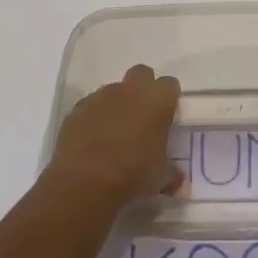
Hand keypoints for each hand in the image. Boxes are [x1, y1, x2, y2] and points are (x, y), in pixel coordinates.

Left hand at [46, 64, 183, 203]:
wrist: (85, 179)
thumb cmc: (133, 172)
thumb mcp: (160, 177)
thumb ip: (171, 174)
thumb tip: (179, 183)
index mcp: (157, 99)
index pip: (170, 85)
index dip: (168, 99)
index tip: (167, 116)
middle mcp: (130, 89)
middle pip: (141, 74)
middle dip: (143, 89)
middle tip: (142, 116)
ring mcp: (102, 95)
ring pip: (114, 90)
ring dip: (117, 104)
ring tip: (115, 132)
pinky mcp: (78, 107)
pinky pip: (91, 106)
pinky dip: (94, 117)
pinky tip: (93, 140)